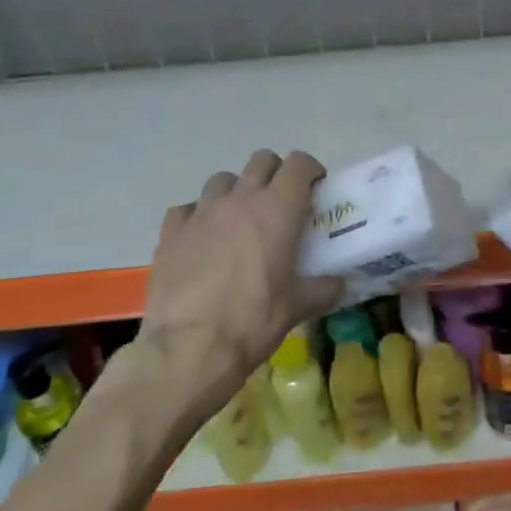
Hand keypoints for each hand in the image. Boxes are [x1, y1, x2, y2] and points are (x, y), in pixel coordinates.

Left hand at [132, 150, 343, 409]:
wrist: (188, 350)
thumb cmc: (252, 322)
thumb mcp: (296, 307)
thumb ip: (322, 289)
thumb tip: (339, 285)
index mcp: (277, 209)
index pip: (299, 164)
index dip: (310, 169)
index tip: (315, 187)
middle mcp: (240, 199)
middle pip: (261, 161)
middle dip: (275, 173)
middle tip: (281, 202)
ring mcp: (201, 212)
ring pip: (223, 180)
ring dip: (236, 191)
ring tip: (239, 220)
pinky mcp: (170, 232)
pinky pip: (187, 209)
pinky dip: (197, 217)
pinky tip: (201, 239)